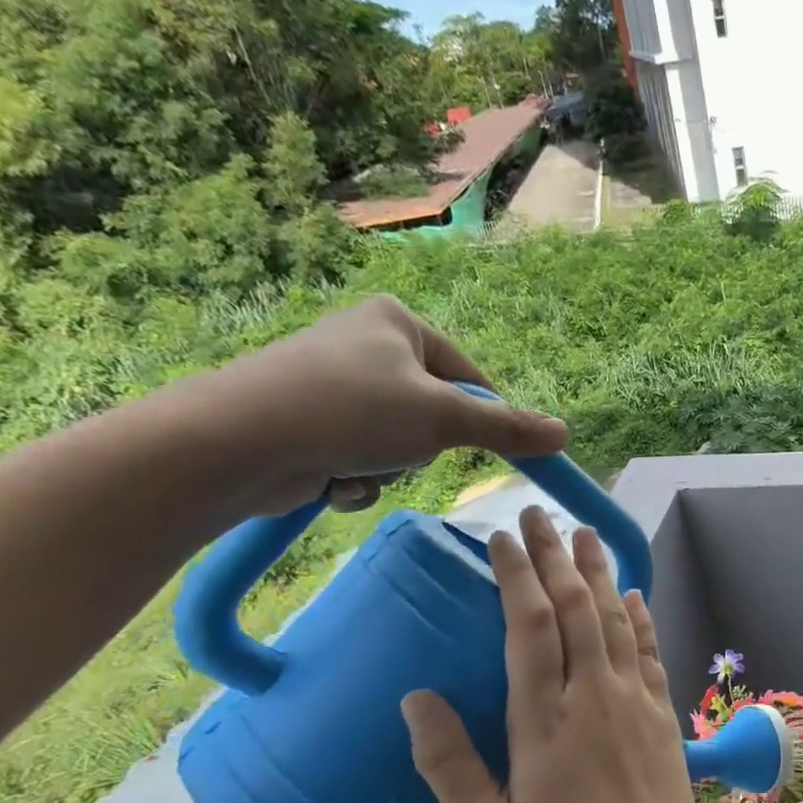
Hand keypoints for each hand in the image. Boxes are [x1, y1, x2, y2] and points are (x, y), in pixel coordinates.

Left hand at [194, 295, 568, 516]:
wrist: (237, 443)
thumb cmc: (352, 411)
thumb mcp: (444, 419)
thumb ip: (506, 429)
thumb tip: (564, 435)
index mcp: (398, 322)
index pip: (470, 377)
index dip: (484, 419)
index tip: (491, 452)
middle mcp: (366, 344)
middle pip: (434, 413)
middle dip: (423, 447)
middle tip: (405, 452)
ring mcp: (333, 383)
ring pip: (399, 441)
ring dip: (390, 467)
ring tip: (359, 465)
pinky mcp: (308, 420)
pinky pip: (362, 454)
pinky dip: (358, 475)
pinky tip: (333, 479)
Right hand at [400, 506, 720, 802]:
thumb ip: (449, 764)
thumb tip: (416, 699)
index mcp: (544, 717)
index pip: (528, 626)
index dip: (515, 576)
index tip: (501, 538)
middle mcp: (592, 692)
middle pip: (573, 607)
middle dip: (554, 555)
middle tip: (539, 513)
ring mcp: (633, 696)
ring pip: (615, 617)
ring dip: (598, 571)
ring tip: (584, 532)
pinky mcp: (661, 708)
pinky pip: (649, 648)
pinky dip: (640, 615)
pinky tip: (633, 591)